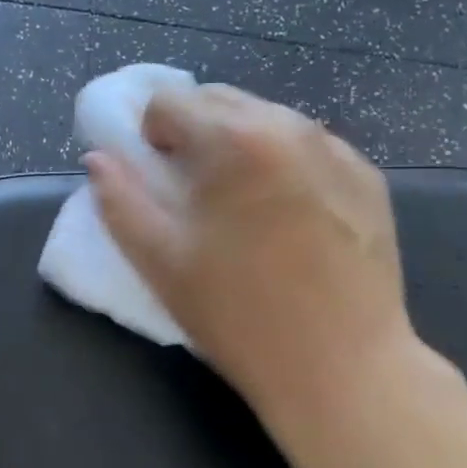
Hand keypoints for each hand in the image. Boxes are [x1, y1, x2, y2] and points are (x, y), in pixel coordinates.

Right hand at [85, 84, 420, 432]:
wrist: (342, 368)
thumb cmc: (238, 315)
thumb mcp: (159, 260)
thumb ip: (119, 200)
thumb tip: (98, 159)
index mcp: (232, 141)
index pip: (169, 101)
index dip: (149, 136)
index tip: (157, 178)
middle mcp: (288, 126)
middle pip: (218, 99)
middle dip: (193, 132)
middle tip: (194, 192)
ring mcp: (336, 148)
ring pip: (265, 118)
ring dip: (237, 144)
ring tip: (242, 204)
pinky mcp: (367, 175)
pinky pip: (307, 145)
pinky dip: (282, 162)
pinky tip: (288, 217)